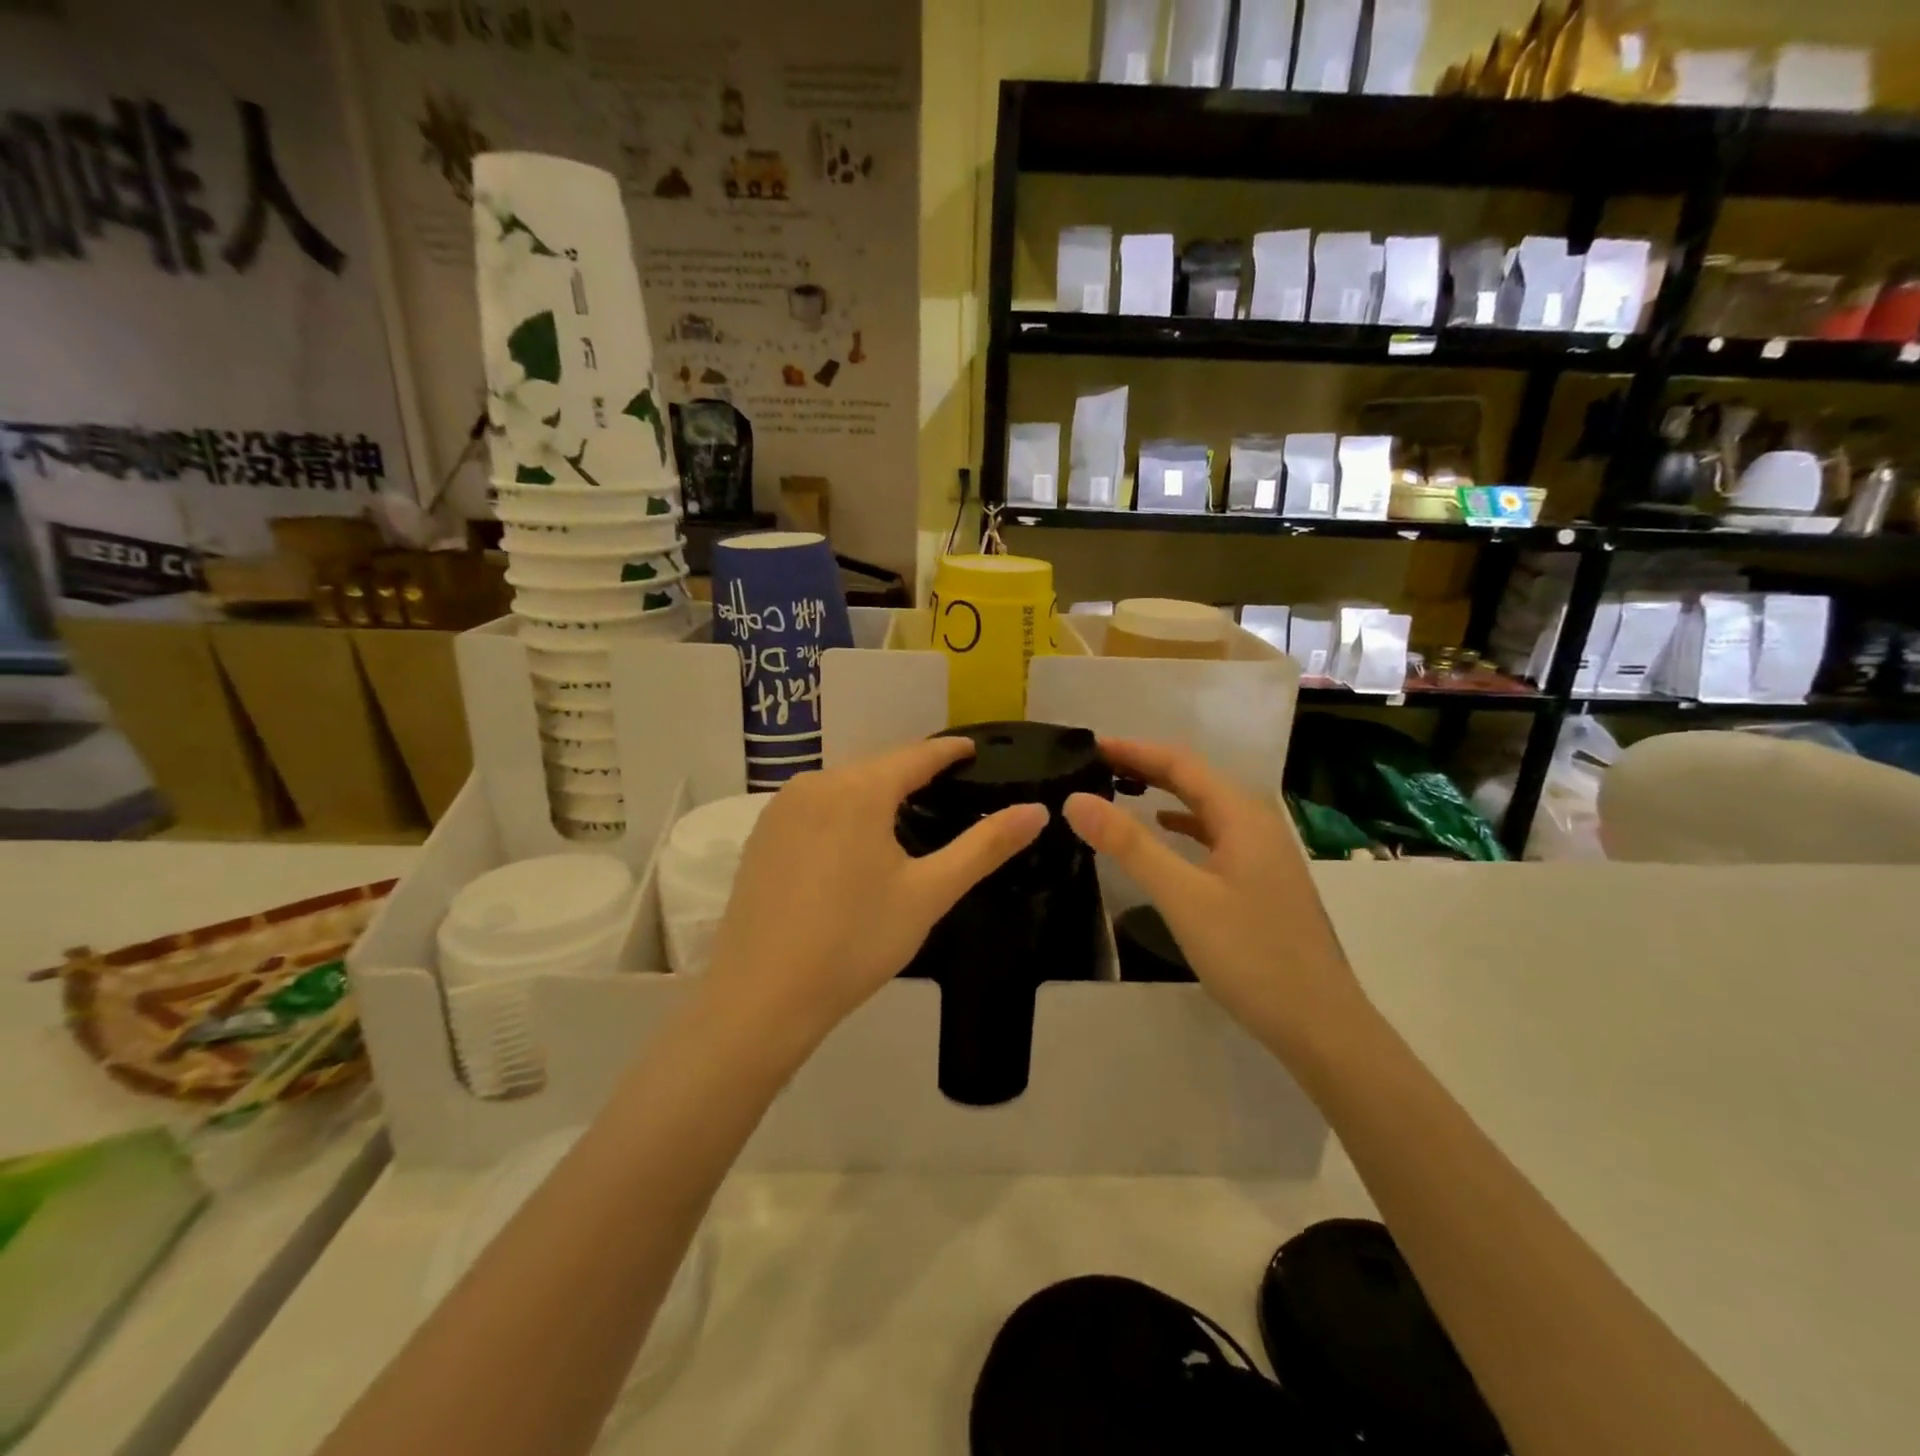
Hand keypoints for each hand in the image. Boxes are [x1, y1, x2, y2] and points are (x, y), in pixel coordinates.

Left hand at [702, 738, 1047, 1064]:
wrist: (761, 997)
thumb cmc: (855, 941)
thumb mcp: (929, 893)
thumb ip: (984, 846)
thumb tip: (1038, 810)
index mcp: (859, 789)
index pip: (917, 754)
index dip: (949, 750)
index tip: (973, 750)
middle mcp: (816, 783)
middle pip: (878, 767)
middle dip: (914, 774)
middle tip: (949, 789)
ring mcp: (780, 809)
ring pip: (843, 787)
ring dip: (877, 794)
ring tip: (907, 815)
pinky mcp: (760, 836)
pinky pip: (814, 808)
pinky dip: (843, 814)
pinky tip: (853, 845)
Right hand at [1062, 738, 1366, 1053]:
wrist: (1321, 1025)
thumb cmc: (1251, 955)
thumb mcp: (1182, 897)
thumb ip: (1130, 845)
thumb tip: (1076, 800)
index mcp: (1242, 816)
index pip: (1181, 763)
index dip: (1134, 750)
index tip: (1091, 745)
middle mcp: (1257, 824)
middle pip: (1196, 780)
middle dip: (1147, 767)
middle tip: (1097, 764)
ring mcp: (1265, 854)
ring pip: (1206, 807)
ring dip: (1165, 792)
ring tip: (1122, 789)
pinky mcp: (1263, 880)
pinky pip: (1216, 834)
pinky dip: (1184, 824)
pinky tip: (1167, 832)